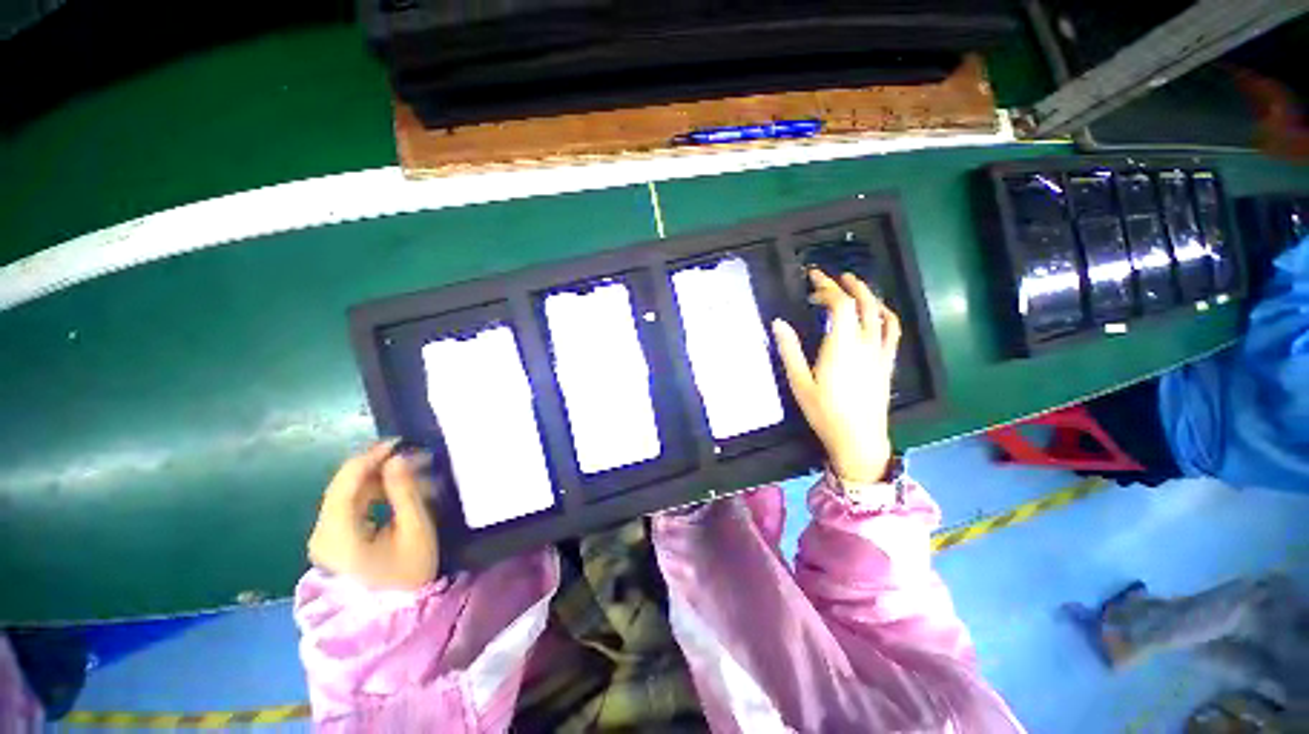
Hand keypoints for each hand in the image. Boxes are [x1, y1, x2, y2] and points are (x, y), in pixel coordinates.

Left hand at [307, 441, 439, 589]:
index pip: (347, 482)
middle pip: (346, 486)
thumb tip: (399, 458)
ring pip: (348, 495)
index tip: (400, 442)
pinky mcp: (331, 541)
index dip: (371, 456)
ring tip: (411, 474)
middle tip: (414, 458)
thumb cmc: (408, 574)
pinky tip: (396, 493)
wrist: (391, 617)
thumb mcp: (415, 530)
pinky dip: (372, 495)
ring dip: (378, 480)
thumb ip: (405, 491)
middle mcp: (322, 532)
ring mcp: (324, 538)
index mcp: (338, 532)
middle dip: (379, 467)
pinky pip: (349, 507)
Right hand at [772, 270, 899, 483]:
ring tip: (855, 285)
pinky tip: (879, 311)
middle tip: (832, 277)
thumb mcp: (799, 382)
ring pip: (880, 313)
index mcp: (840, 346)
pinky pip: (892, 331)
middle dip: (847, 285)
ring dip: (868, 294)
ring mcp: (880, 352)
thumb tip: (778, 323)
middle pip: (862, 303)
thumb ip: (789, 350)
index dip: (826, 288)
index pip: (839, 305)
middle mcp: (864, 343)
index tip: (812, 280)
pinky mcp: (887, 362)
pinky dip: (886, 314)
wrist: (858, 439)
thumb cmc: (824, 412)